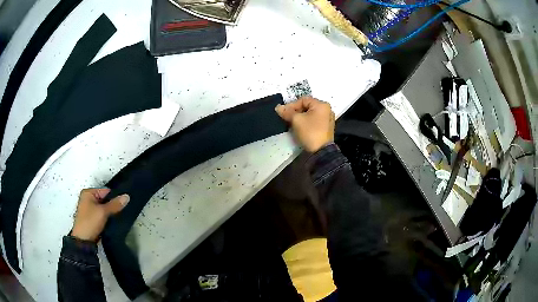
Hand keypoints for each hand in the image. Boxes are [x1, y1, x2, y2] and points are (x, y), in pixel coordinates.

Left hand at [71, 188, 129, 241]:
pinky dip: (106, 217)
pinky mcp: (91, 219)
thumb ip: (115, 204)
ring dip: (110, 212)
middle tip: (122, 211)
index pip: (105, 191)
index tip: (124, 203)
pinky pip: (101, 215)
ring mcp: (88, 209)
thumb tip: (127, 196)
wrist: (84, 240)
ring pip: (103, 208)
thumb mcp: (103, 212)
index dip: (115, 197)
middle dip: (112, 205)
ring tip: (119, 216)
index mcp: (88, 193)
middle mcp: (87, 199)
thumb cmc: (91, 222)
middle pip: (104, 199)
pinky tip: (112, 222)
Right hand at [275, 96, 334, 152]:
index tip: (283, 113)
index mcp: (321, 105)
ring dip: (300, 117)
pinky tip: (299, 128)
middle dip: (295, 112)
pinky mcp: (326, 128)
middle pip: (307, 106)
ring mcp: (327, 119)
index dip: (292, 105)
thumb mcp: (296, 120)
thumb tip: (278, 107)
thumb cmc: (310, 132)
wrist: (321, 151)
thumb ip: (287, 112)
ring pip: (310, 114)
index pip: (303, 100)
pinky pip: (314, 121)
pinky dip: (306, 122)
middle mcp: (327, 110)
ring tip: (291, 123)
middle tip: (287, 118)